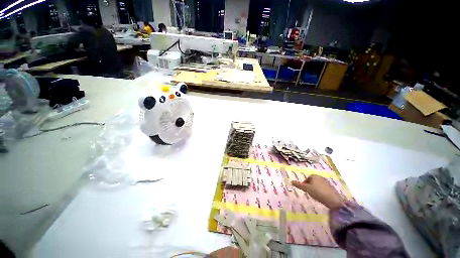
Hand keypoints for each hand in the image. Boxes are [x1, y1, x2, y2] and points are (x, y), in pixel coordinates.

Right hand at [292, 175, 344, 209]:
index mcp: (314, 175)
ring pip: (318, 184)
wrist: (333, 200)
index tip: (305, 190)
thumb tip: (291, 181)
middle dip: (310, 186)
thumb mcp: (306, 189)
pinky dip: (321, 191)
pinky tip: (321, 196)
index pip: (307, 178)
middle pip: (312, 181)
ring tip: (315, 195)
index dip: (305, 184)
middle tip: (309, 192)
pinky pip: (323, 188)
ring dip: (315, 188)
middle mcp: (320, 177)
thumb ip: (298, 185)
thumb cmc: (317, 192)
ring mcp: (326, 182)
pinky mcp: (331, 187)